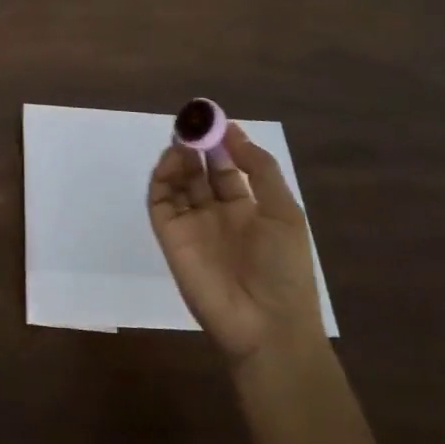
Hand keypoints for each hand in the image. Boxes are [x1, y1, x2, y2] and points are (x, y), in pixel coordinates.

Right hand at [148, 124, 324, 363]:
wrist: (266, 325)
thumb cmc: (284, 268)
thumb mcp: (284, 212)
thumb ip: (260, 169)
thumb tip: (234, 131)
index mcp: (248, 209)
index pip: (229, 168)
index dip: (222, 143)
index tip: (214, 118)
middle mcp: (217, 213)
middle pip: (200, 171)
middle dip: (196, 145)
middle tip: (191, 122)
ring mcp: (192, 225)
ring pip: (178, 182)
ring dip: (179, 158)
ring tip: (183, 138)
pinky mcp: (170, 236)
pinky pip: (160, 201)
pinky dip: (162, 178)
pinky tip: (173, 161)